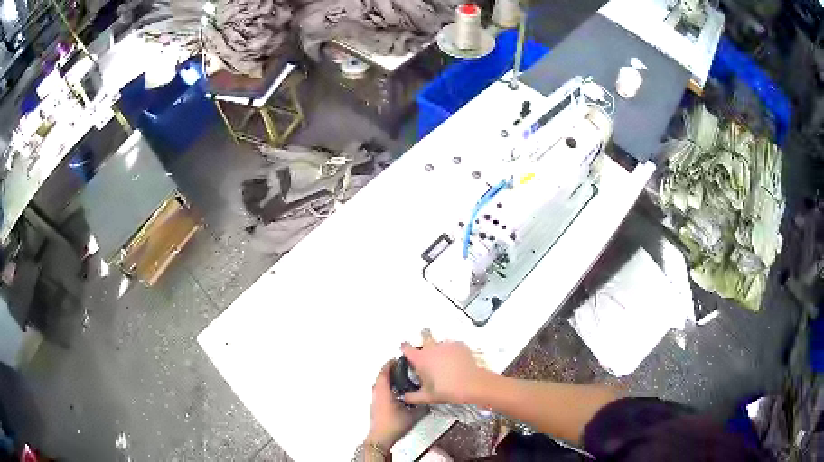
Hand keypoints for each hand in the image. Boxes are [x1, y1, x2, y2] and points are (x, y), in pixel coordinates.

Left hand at [365, 360, 423, 450]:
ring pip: (380, 385)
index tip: (397, 359)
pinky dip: (386, 387)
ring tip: (399, 378)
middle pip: (381, 377)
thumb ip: (423, 406)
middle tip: (400, 366)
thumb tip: (430, 400)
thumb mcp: (413, 415)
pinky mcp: (376, 407)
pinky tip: (396, 393)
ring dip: (387, 379)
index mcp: (383, 392)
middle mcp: (377, 394)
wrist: (380, 438)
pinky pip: (380, 392)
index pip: (384, 373)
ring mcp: (375, 401)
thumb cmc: (393, 425)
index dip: (390, 364)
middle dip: (389, 370)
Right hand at [401, 329, 491, 405]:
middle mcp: (432, 348)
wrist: (472, 385)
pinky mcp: (460, 345)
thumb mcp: (426, 397)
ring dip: (439, 350)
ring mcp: (447, 345)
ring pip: (439, 343)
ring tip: (443, 364)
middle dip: (424, 345)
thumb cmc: (449, 389)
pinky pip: (452, 346)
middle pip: (423, 338)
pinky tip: (455, 363)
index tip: (405, 351)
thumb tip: (406, 397)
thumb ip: (411, 397)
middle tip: (427, 358)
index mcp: (421, 359)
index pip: (406, 347)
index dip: (405, 349)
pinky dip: (452, 352)